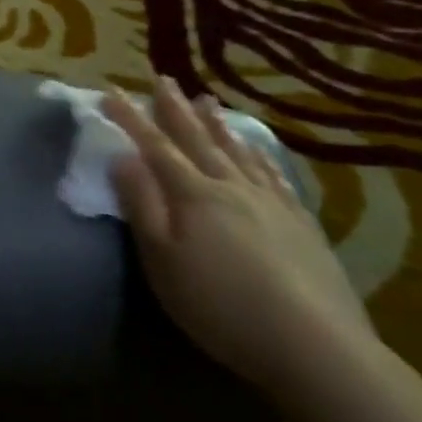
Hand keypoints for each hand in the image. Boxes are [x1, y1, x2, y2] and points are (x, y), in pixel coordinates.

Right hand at [105, 78, 380, 414]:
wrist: (311, 342)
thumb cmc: (218, 305)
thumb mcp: (161, 260)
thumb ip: (141, 206)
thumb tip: (123, 157)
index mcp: (193, 195)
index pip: (155, 146)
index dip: (131, 118)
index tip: (111, 91)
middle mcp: (231, 186)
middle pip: (197, 139)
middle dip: (175, 109)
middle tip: (162, 78)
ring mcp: (270, 202)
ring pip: (237, 151)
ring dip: (216, 124)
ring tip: (206, 100)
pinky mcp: (299, 222)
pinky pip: (273, 174)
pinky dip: (259, 154)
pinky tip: (256, 148)